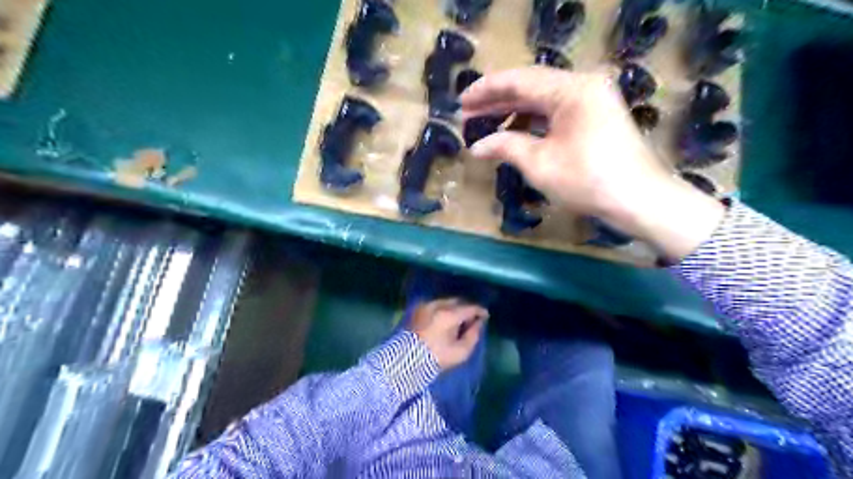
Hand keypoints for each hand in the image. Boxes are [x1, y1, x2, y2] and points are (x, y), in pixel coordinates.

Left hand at [409, 299, 488, 369]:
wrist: (406, 360)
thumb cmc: (436, 358)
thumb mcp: (460, 352)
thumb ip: (473, 336)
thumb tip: (479, 324)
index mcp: (449, 315)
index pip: (470, 308)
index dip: (480, 311)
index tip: (485, 316)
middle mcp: (438, 305)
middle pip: (458, 301)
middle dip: (466, 308)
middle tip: (472, 319)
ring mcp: (426, 305)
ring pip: (446, 301)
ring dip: (455, 308)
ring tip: (459, 319)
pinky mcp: (418, 309)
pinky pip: (435, 304)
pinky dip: (443, 309)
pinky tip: (445, 319)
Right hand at [464, 66, 721, 261]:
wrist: (638, 200)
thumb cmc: (587, 180)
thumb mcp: (539, 163)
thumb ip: (505, 146)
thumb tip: (476, 146)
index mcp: (571, 89)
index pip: (519, 80)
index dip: (486, 90)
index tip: (461, 101)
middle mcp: (583, 85)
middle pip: (531, 86)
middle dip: (497, 101)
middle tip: (467, 114)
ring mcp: (591, 100)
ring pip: (542, 100)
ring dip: (513, 112)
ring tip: (484, 124)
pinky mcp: (594, 116)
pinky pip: (555, 112)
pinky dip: (532, 122)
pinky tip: (512, 133)